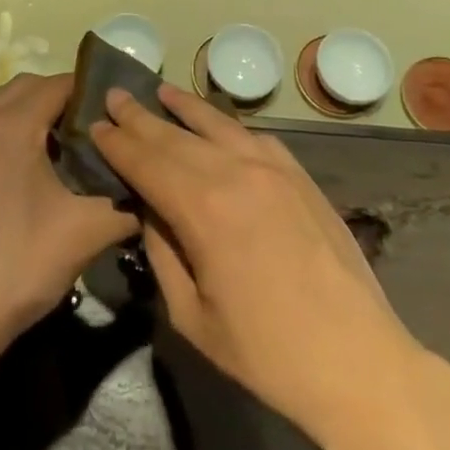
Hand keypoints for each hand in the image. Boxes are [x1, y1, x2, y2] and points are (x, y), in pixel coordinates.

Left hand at [0, 73, 136, 344]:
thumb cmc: (19, 263)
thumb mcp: (86, 232)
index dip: (94, 94)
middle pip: (32, 86)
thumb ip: (126, 203)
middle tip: (100, 132)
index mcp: (12, 123)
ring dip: (39, 114)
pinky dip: (17, 130)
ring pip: (8, 104)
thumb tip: (154, 190)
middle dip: (66, 100)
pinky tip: (40, 169)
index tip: (121, 117)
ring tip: (73, 149)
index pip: (61, 84)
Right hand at [89, 83, 433, 438]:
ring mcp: (272, 167)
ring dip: (183, 107)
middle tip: (115, 95)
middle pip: (175, 136)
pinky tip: (215, 122)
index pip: (147, 162)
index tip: (94, 124)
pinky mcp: (298, 174)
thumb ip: (163, 254)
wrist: (355, 358)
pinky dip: (226, 124)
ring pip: (216, 124)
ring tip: (159, 90)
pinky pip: (253, 136)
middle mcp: (235, 172)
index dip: (117, 143)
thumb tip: (149, 210)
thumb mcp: (192, 316)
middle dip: (140, 117)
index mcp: (203, 210)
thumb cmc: (266, 352)